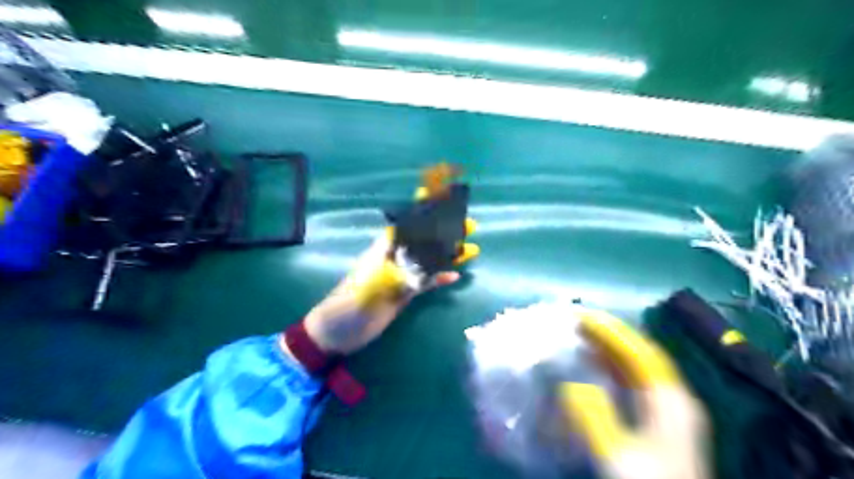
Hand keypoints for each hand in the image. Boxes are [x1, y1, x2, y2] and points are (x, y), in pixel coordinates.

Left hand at [300, 220, 476, 352]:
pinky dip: (439, 278)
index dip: (423, 211)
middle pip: (423, 241)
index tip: (443, 199)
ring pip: (427, 261)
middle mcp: (393, 260)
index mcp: (382, 252)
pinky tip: (455, 276)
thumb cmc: (348, 307)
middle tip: (470, 225)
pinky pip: (425, 282)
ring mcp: (399, 277)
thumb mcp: (370, 289)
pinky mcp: (402, 294)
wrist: (335, 333)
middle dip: (445, 231)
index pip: (407, 226)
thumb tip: (424, 267)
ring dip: (447, 254)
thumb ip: (397, 276)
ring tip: (471, 249)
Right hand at [562, 308, 707, 478]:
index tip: (582, 317)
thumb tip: (571, 385)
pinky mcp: (659, 419)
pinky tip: (594, 364)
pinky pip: (633, 380)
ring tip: (581, 334)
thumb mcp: (617, 454)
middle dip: (609, 334)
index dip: (611, 331)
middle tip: (577, 320)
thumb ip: (594, 417)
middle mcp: (673, 396)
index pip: (640, 352)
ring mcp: (668, 408)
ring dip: (610, 348)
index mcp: (670, 399)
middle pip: (640, 354)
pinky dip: (612, 366)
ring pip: (637, 366)